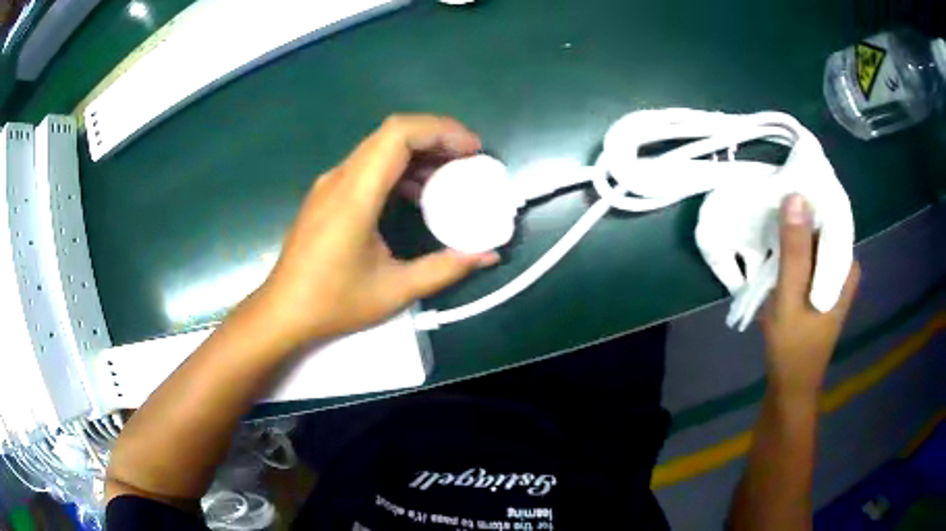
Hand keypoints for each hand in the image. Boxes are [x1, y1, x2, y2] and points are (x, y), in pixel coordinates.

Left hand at [257, 115, 498, 346]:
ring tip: (450, 175)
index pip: (398, 135)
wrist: (283, 311)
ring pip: (379, 147)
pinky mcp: (328, 194)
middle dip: (436, 137)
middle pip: (391, 133)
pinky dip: (398, 168)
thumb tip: (488, 256)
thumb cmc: (334, 302)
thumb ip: (446, 268)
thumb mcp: (396, 290)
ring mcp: (331, 183)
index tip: (472, 149)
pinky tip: (416, 193)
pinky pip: (368, 165)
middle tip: (469, 159)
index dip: (440, 131)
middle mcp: (340, 178)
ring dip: (418, 152)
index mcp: (355, 195)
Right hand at [761, 194, 859, 394]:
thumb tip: (796, 195)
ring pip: (813, 240)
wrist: (791, 385)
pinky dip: (792, 249)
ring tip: (769, 223)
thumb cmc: (792, 346)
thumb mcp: (791, 297)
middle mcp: (844, 265)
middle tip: (770, 206)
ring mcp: (832, 276)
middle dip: (798, 215)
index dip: (808, 199)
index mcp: (845, 265)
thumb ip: (795, 249)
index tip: (782, 188)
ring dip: (793, 231)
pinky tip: (775, 249)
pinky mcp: (821, 284)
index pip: (831, 216)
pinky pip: (808, 255)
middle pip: (822, 226)